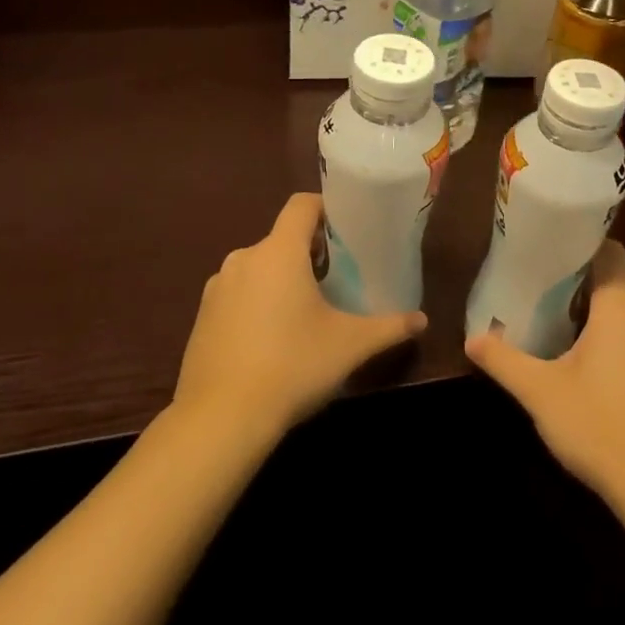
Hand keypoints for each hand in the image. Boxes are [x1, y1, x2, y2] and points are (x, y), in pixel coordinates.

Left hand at [173, 193, 426, 439]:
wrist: (220, 419)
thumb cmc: (292, 367)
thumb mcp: (350, 346)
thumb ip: (389, 327)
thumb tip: (422, 320)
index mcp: (279, 252)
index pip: (301, 204)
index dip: (326, 208)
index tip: (347, 230)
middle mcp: (244, 259)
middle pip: (282, 238)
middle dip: (309, 251)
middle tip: (337, 278)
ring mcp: (217, 288)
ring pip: (259, 267)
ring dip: (282, 278)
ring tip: (306, 310)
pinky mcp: (202, 316)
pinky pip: (238, 293)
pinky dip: (257, 302)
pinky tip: (272, 338)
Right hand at [465, 240, 624, 508]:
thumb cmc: (599, 426)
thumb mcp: (541, 393)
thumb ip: (504, 361)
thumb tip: (470, 338)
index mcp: (621, 311)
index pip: (610, 254)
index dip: (582, 245)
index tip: (549, 248)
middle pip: (611, 288)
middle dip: (574, 289)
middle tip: (534, 292)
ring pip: (621, 320)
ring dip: (590, 321)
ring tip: (550, 328)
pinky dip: (607, 348)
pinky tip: (581, 372)